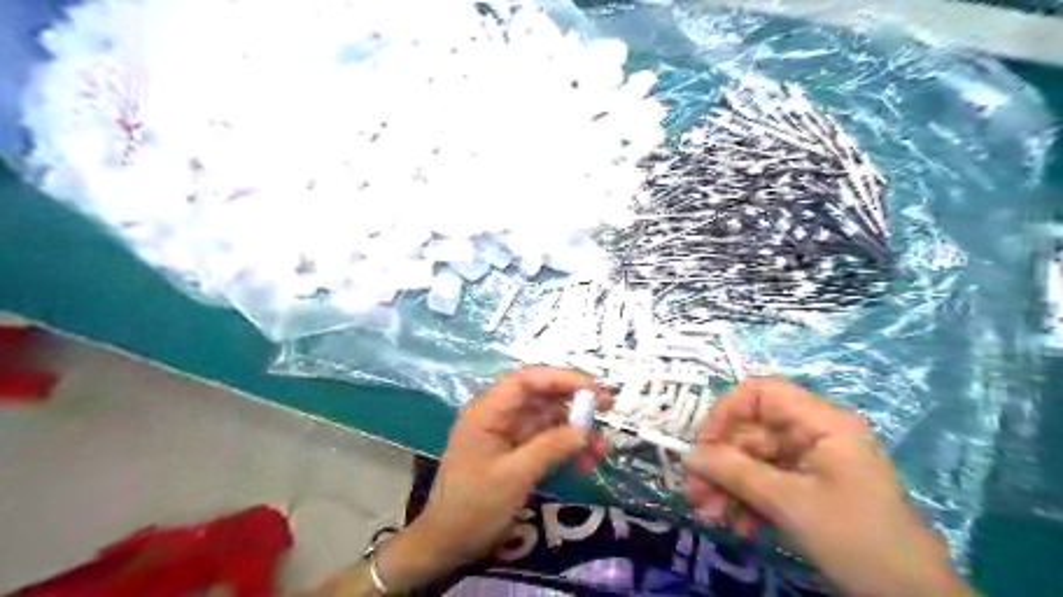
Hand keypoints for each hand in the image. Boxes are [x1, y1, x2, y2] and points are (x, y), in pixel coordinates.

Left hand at [375, 367, 610, 588]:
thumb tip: (586, 430)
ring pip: (547, 419)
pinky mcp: (514, 452)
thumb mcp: (513, 477)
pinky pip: (545, 440)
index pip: (526, 380)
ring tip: (600, 451)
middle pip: (540, 396)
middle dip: (573, 404)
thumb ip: (550, 448)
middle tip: (606, 414)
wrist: (447, 546)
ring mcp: (506, 434)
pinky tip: (584, 464)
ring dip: (574, 431)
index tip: (594, 391)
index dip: (562, 378)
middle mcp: (497, 415)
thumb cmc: (473, 508)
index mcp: (487, 412)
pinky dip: (565, 448)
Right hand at [681, 377, 969, 596]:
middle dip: (720, 463)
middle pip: (751, 432)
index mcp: (821, 422)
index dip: (726, 412)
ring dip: (727, 486)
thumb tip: (687, 455)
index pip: (761, 393)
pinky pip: (765, 483)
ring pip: (753, 461)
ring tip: (710, 516)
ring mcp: (810, 463)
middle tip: (695, 493)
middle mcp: (813, 434)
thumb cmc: (856, 538)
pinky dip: (746, 501)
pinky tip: (737, 526)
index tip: (703, 446)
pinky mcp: (807, 489)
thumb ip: (734, 473)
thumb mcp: (789, 503)